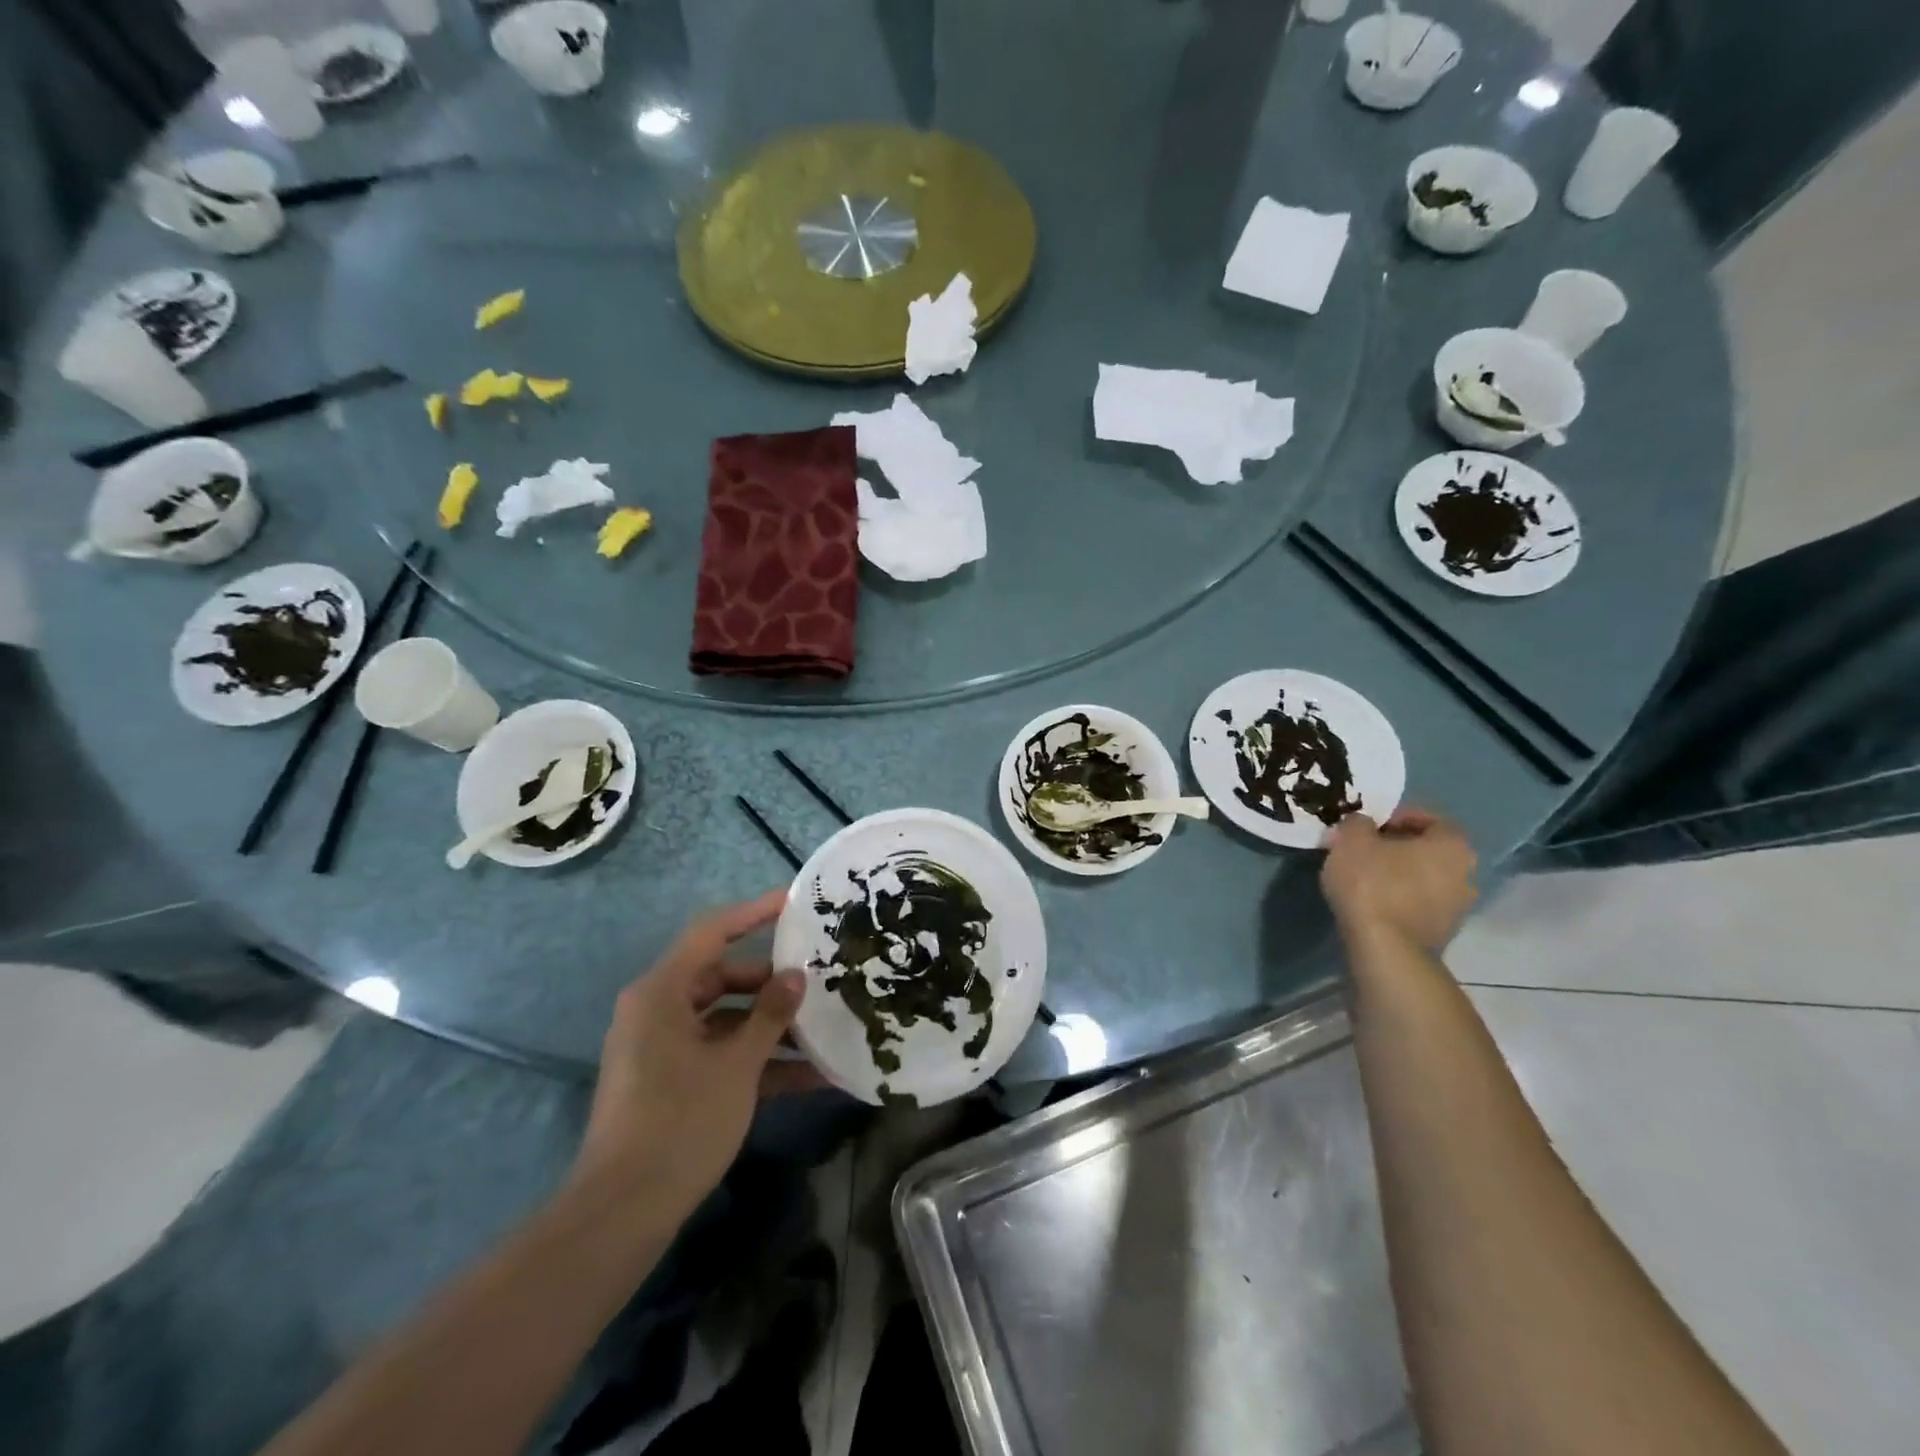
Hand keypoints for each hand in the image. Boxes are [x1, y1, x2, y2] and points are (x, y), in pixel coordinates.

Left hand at [569, 891, 818, 1222]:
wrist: (622, 1212)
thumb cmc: (680, 1121)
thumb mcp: (737, 1065)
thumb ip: (769, 1015)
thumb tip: (796, 976)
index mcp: (662, 992)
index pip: (712, 933)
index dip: (753, 913)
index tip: (794, 902)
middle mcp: (658, 1011)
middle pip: (722, 978)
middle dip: (771, 983)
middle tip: (818, 981)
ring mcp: (663, 1049)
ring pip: (725, 1020)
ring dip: (771, 1028)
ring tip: (824, 1031)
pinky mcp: (670, 1083)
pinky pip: (718, 1055)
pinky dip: (756, 1062)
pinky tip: (809, 1078)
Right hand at [1321, 808, 1477, 952]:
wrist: (1384, 948)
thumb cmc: (1371, 882)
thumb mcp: (1351, 839)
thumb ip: (1358, 823)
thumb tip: (1363, 825)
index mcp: (1453, 845)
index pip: (1428, 819)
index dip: (1395, 817)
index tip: (1368, 826)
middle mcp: (1468, 874)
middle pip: (1429, 851)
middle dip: (1399, 847)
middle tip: (1366, 850)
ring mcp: (1459, 908)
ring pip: (1425, 879)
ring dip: (1401, 875)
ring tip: (1366, 878)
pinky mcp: (1443, 934)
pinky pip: (1420, 904)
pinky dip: (1401, 899)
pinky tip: (1374, 902)